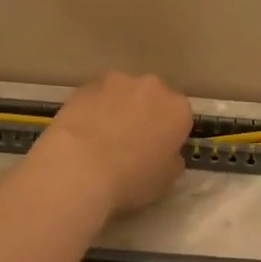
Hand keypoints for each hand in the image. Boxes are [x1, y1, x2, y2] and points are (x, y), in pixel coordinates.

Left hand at [36, 72, 192, 214]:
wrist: (79, 167)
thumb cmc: (132, 178)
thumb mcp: (167, 179)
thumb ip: (172, 159)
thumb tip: (165, 152)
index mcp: (178, 109)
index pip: (181, 117)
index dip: (169, 135)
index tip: (158, 151)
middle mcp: (152, 87)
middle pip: (153, 99)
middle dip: (146, 115)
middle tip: (131, 143)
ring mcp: (116, 81)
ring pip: (123, 94)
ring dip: (119, 109)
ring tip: (102, 137)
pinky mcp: (86, 85)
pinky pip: (97, 97)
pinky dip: (94, 109)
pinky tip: (83, 133)